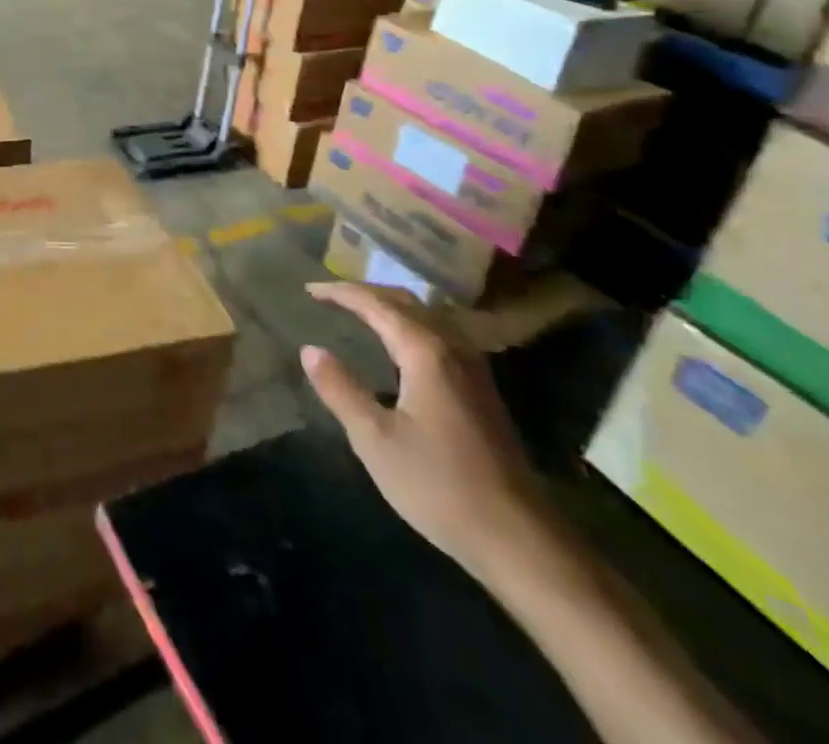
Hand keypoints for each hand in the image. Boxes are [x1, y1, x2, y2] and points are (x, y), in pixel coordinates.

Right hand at [299, 282, 550, 579]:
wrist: (519, 539)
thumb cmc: (439, 485)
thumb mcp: (375, 439)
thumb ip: (340, 389)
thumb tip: (310, 349)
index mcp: (425, 352)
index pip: (377, 304)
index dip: (341, 292)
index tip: (310, 290)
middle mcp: (453, 349)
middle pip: (406, 302)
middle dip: (366, 293)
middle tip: (331, 295)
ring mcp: (473, 370)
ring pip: (427, 318)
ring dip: (391, 307)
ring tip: (361, 312)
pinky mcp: (481, 391)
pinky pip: (439, 336)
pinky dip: (410, 326)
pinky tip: (400, 348)